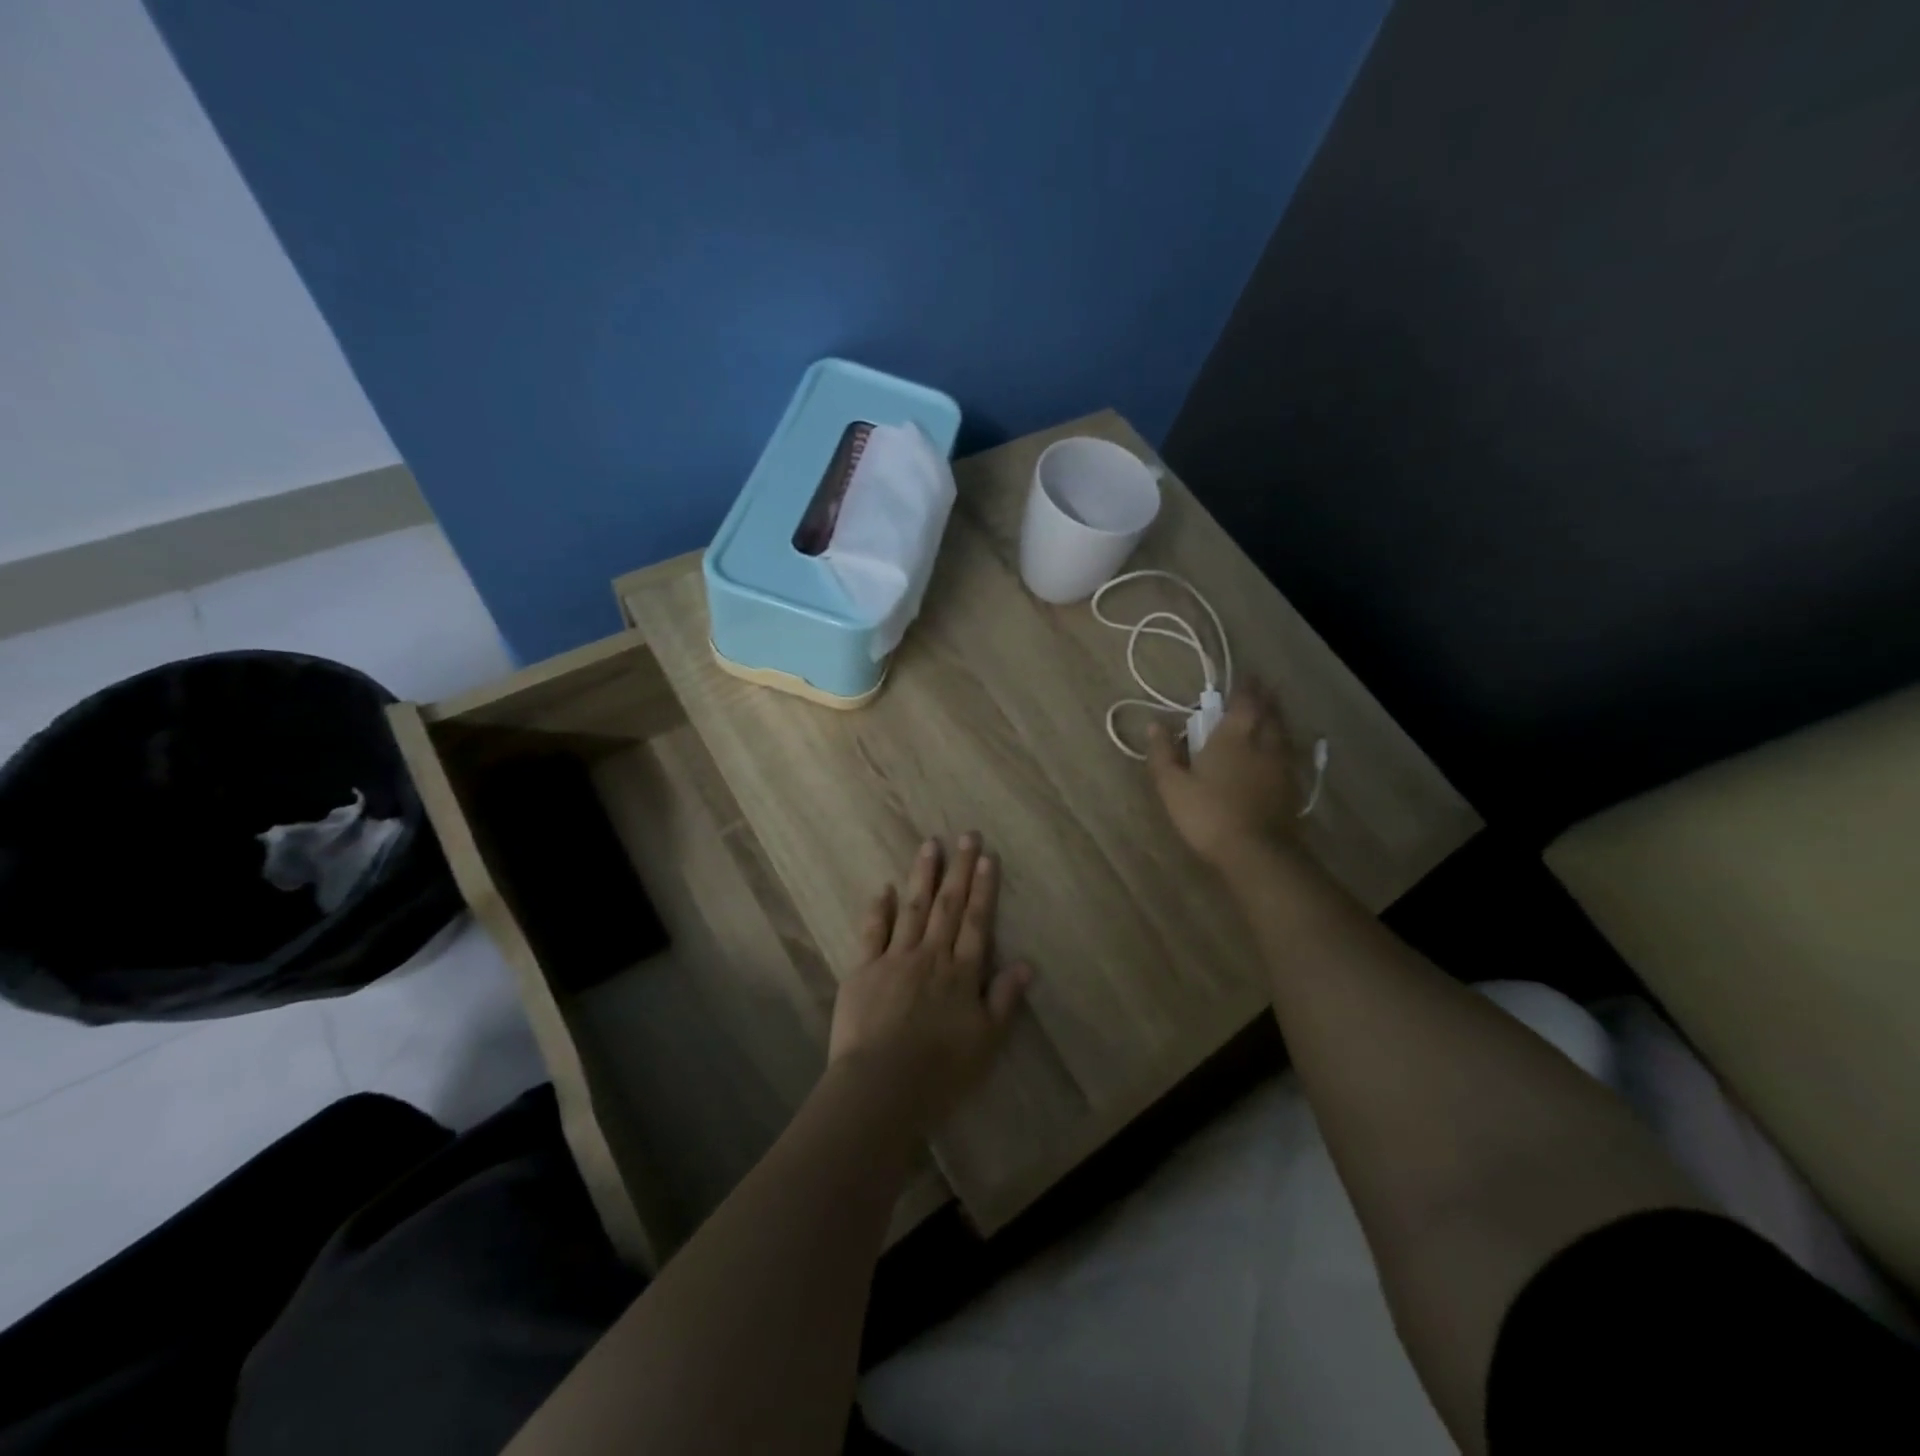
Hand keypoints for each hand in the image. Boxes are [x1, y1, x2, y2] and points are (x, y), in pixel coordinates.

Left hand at [827, 833, 1032, 1129]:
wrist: (882, 1087)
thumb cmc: (941, 1072)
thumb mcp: (987, 1042)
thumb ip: (1004, 1000)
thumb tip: (1026, 964)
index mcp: (962, 973)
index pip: (977, 922)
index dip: (983, 889)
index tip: (986, 858)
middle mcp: (931, 956)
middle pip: (948, 906)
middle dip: (958, 870)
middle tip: (965, 835)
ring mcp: (895, 959)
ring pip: (912, 908)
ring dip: (923, 876)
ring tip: (930, 845)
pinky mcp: (863, 970)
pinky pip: (873, 931)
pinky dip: (879, 908)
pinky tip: (884, 888)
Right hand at [1146, 680, 1300, 869]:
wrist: (1256, 853)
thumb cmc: (1208, 814)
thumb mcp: (1172, 786)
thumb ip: (1163, 754)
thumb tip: (1155, 725)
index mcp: (1232, 737)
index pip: (1244, 702)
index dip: (1246, 687)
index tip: (1247, 675)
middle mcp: (1262, 744)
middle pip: (1269, 713)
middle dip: (1266, 698)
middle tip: (1263, 688)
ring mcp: (1281, 766)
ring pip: (1282, 733)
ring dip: (1277, 719)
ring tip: (1271, 715)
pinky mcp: (1292, 789)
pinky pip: (1288, 755)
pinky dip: (1282, 745)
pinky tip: (1278, 753)